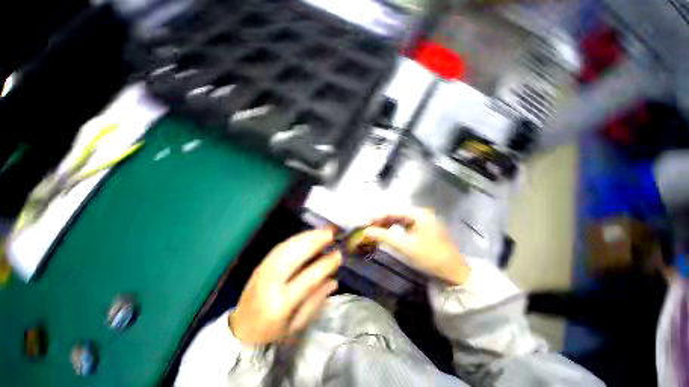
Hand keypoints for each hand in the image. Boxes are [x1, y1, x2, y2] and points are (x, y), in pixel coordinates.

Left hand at [230, 230, 340, 344]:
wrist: (240, 329)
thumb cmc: (272, 332)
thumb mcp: (297, 324)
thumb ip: (315, 300)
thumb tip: (334, 280)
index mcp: (280, 303)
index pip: (308, 278)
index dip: (325, 264)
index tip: (338, 255)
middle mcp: (270, 283)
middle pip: (294, 255)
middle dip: (315, 241)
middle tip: (331, 234)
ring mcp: (263, 270)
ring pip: (287, 247)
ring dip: (307, 236)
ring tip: (322, 231)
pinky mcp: (261, 264)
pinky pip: (281, 246)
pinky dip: (297, 238)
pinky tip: (308, 235)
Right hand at [362, 208, 469, 284]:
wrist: (454, 272)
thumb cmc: (430, 257)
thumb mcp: (405, 246)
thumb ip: (384, 236)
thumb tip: (366, 231)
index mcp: (418, 213)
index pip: (393, 210)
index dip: (378, 216)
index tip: (365, 223)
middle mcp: (420, 213)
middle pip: (396, 212)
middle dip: (381, 219)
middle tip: (368, 227)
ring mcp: (422, 220)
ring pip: (399, 218)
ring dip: (387, 223)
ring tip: (375, 230)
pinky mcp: (423, 228)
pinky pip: (404, 224)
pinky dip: (394, 228)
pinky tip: (387, 232)